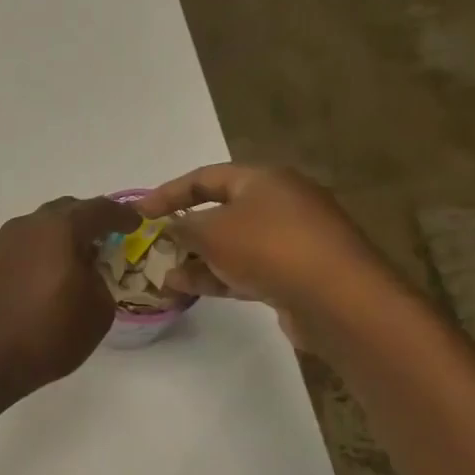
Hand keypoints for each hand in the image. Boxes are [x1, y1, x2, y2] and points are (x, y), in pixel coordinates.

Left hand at [0, 197, 138, 395]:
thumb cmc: (49, 334)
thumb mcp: (97, 310)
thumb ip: (101, 278)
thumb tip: (87, 269)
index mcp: (60, 229)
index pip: (100, 210)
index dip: (123, 215)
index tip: (136, 223)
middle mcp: (29, 225)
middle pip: (67, 211)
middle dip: (90, 221)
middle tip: (107, 239)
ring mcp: (4, 242)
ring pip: (43, 227)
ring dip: (63, 237)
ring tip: (79, 259)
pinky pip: (26, 245)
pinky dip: (43, 251)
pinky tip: (50, 275)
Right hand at [135, 164, 394, 344]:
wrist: (335, 297)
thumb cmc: (269, 248)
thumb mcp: (213, 231)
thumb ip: (184, 227)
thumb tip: (172, 228)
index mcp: (263, 179)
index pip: (205, 177)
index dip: (168, 192)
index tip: (139, 211)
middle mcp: (279, 203)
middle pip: (221, 211)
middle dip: (185, 230)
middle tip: (154, 247)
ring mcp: (290, 240)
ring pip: (232, 244)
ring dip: (198, 258)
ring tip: (165, 275)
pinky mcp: (294, 273)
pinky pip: (246, 269)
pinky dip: (217, 276)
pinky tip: (188, 289)